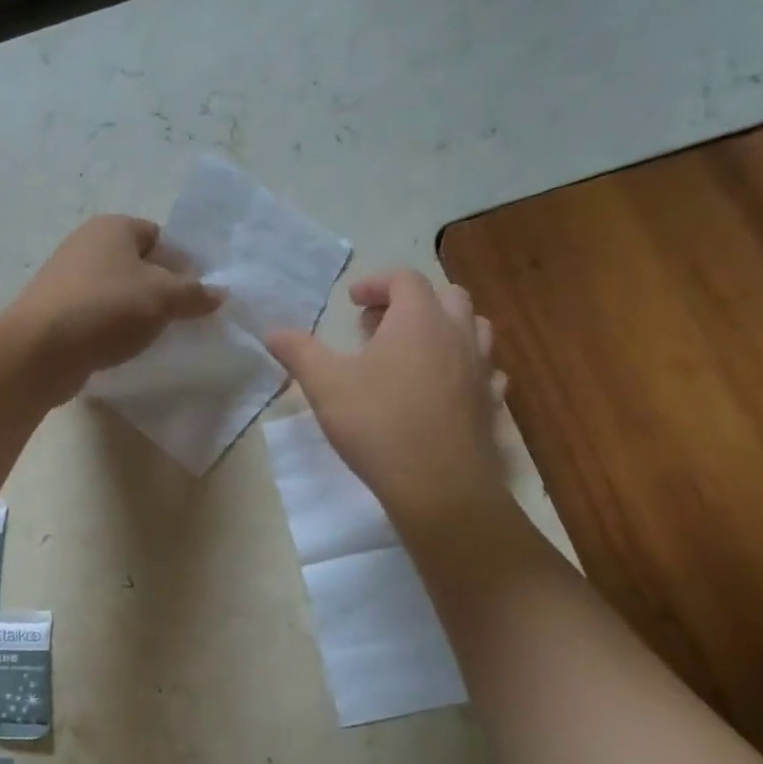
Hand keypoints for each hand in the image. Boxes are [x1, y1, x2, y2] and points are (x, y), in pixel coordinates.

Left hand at [3, 215, 222, 401]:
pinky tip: (121, 348)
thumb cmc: (107, 309)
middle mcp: (86, 244)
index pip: (157, 236)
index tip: (194, 293)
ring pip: (116, 292)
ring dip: (135, 312)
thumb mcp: (163, 298)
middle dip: (159, 289)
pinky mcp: (55, 311)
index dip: (180, 262)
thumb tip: (219, 293)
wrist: (41, 349)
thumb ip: (194, 293)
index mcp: (112, 227)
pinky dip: (111, 328)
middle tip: (179, 318)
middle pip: (136, 264)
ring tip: (153, 337)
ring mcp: (66, 279)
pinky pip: (95, 315)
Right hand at [266, 270, 507, 537]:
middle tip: (379, 325)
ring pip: (474, 328)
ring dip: (444, 328)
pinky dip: (464, 365)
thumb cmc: (377, 424)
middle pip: (446, 295)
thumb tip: (271, 332)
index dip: (376, 283)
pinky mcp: (491, 402)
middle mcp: (457, 333)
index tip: (352, 301)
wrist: (438, 484)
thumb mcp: (324, 385)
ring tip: (413, 350)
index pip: (403, 279)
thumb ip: (298, 352)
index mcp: (418, 319)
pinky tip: (445, 385)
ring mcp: (481, 368)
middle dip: (411, 301)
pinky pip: (485, 369)